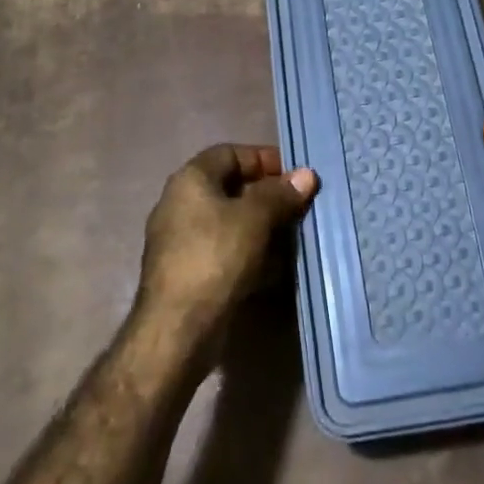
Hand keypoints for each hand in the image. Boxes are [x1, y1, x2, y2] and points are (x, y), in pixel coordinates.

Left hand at [136, 145, 318, 351]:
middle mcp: (181, 203)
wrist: (177, 330)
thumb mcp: (254, 219)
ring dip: (261, 226)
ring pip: (230, 221)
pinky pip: (225, 250)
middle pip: (231, 187)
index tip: (294, 175)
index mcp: (190, 179)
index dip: (264, 158)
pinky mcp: (188, 272)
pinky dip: (249, 253)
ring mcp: (182, 240)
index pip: (231, 153)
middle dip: (267, 195)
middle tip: (299, 206)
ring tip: (293, 236)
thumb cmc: (215, 258)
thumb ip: (280, 194)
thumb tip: (306, 174)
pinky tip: (274, 267)